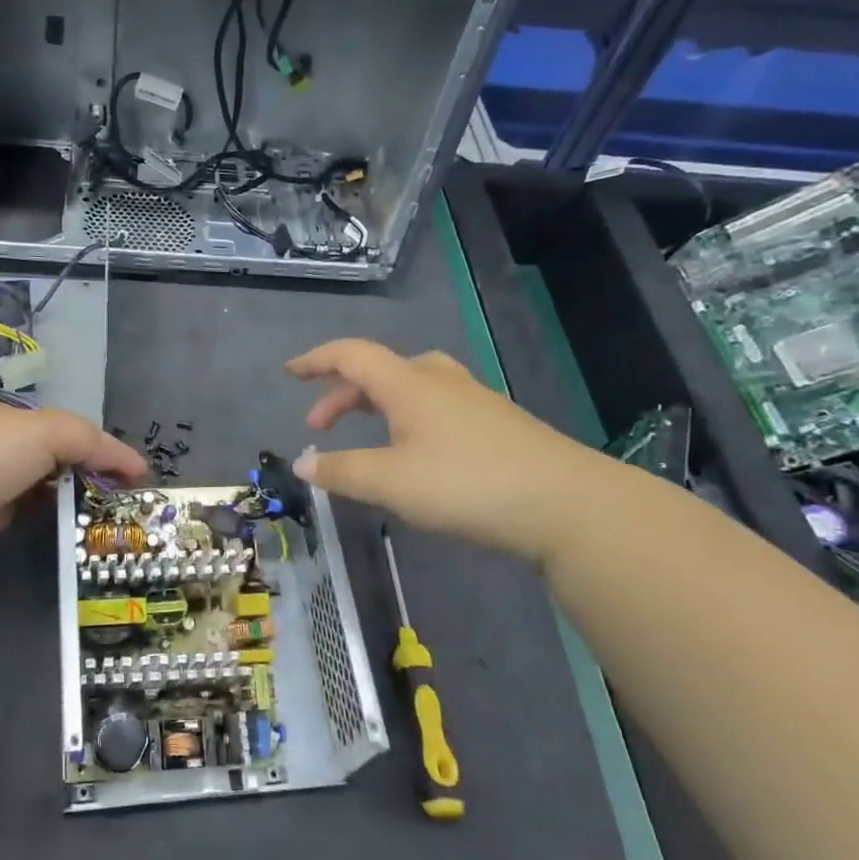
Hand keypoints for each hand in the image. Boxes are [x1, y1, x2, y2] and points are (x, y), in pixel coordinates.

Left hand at [0, 400, 146, 564]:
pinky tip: (80, 531)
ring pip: (50, 490)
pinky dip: (56, 521)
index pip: (70, 430)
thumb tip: (135, 466)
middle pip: (62, 459)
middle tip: (129, 501)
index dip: (104, 449)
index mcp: (15, 419)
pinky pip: (35, 517)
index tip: (136, 476)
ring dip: (78, 501)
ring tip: (114, 520)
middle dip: (94, 476)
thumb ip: (92, 442)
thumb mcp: (49, 431)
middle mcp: (6, 448)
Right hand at [287, 338, 615, 562]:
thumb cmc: (466, 484)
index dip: (317, 360)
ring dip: (377, 405)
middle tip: (320, 428)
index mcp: (408, 383)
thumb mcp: (390, 482)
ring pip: (411, 386)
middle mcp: (439, 381)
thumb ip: (341, 471)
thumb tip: (303, 463)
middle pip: (379, 371)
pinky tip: (418, 454)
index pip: (351, 355)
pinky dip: (408, 419)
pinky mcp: (498, 424)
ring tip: (367, 437)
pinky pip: (437, 406)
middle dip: (342, 395)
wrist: (568, 504)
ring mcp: (473, 400)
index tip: (291, 372)